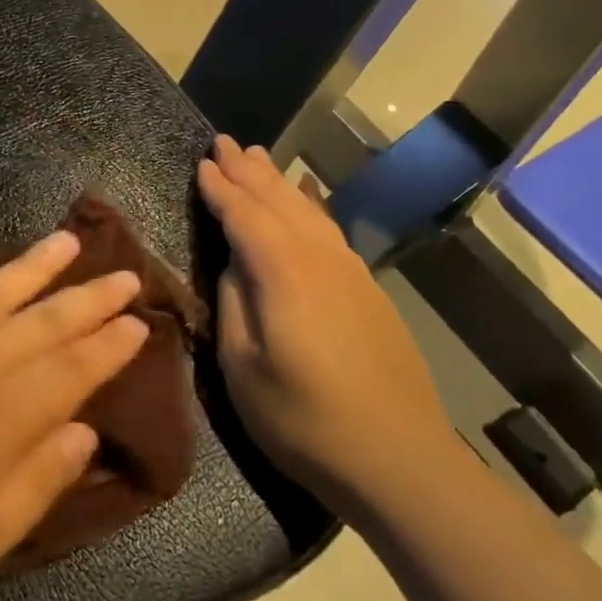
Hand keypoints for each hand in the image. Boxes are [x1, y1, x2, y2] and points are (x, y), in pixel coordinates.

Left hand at [0, 232, 148, 600]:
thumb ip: (35, 484)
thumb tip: (84, 432)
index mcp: (4, 417)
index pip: (74, 369)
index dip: (111, 346)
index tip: (140, 322)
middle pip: (45, 321)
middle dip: (90, 298)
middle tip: (124, 275)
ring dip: (36, 265)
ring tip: (68, 240)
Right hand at [197, 136, 454, 509]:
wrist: (399, 458)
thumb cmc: (304, 419)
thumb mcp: (243, 366)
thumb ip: (234, 302)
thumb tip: (235, 262)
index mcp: (283, 272)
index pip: (244, 214)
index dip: (220, 189)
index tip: (202, 162)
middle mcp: (319, 257)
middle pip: (278, 202)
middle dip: (249, 171)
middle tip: (226, 142)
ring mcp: (350, 271)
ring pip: (307, 210)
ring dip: (279, 182)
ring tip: (260, 158)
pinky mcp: (368, 290)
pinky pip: (328, 229)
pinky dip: (308, 206)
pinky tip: (305, 203)